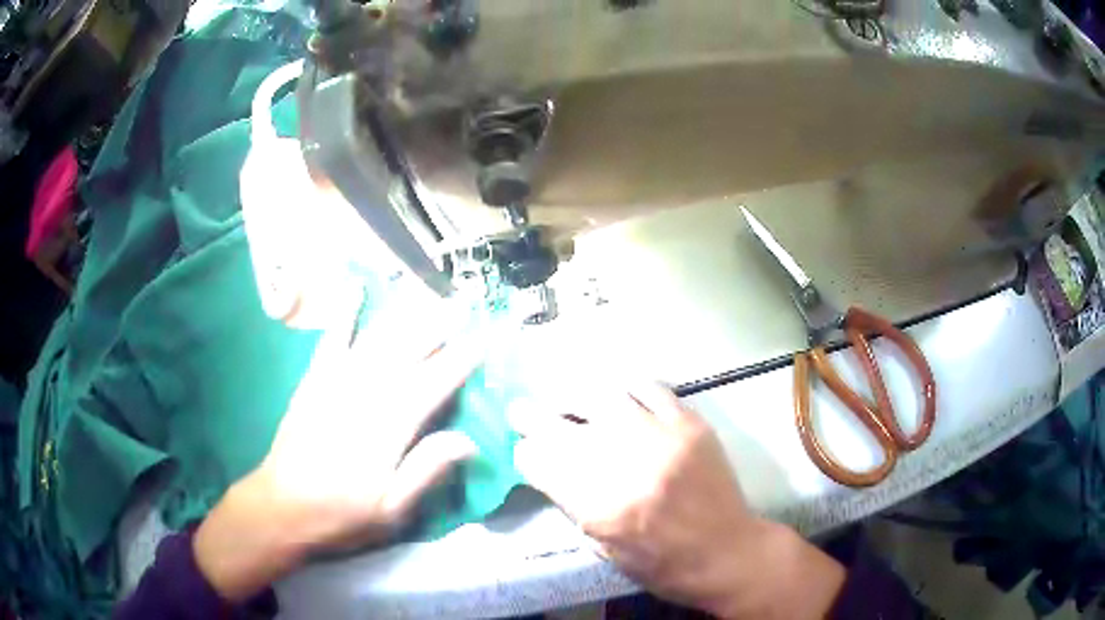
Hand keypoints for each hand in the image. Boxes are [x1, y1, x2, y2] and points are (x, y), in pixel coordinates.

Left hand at [195, 294, 482, 600]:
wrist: (281, 506)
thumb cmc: (341, 514)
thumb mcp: (390, 510)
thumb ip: (425, 472)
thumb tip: (469, 440)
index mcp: (387, 430)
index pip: (431, 385)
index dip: (459, 360)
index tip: (483, 338)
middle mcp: (363, 396)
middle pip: (405, 352)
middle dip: (436, 324)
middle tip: (463, 300)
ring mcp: (335, 383)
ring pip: (375, 340)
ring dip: (403, 313)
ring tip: (427, 290)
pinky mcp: (313, 380)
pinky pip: (331, 339)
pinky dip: (344, 312)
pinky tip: (355, 288)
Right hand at [510, 382, 845, 618]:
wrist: (726, 551)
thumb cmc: (662, 563)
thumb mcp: (603, 548)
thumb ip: (573, 503)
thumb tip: (548, 465)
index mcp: (599, 507)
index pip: (540, 463)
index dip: (526, 455)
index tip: (524, 452)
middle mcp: (626, 465)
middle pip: (561, 427)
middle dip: (531, 417)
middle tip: (520, 410)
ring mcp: (660, 438)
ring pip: (602, 397)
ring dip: (575, 399)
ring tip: (568, 402)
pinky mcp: (689, 423)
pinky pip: (649, 388)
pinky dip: (625, 388)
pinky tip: (618, 396)